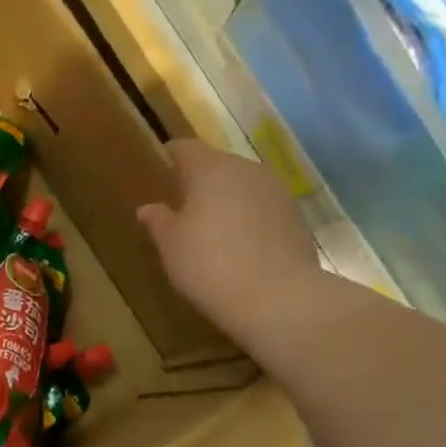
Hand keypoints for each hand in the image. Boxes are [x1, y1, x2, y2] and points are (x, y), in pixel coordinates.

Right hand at [137, 139, 325, 349]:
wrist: (279, 298)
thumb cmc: (210, 264)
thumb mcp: (171, 246)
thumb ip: (159, 221)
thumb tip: (148, 208)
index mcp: (210, 168)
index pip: (185, 148)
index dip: (170, 157)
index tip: (160, 171)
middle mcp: (247, 170)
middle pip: (217, 165)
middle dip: (200, 182)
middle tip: (183, 208)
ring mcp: (277, 192)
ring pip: (243, 186)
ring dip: (227, 201)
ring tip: (212, 230)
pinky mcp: (297, 217)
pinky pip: (263, 209)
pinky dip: (249, 220)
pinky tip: (240, 248)